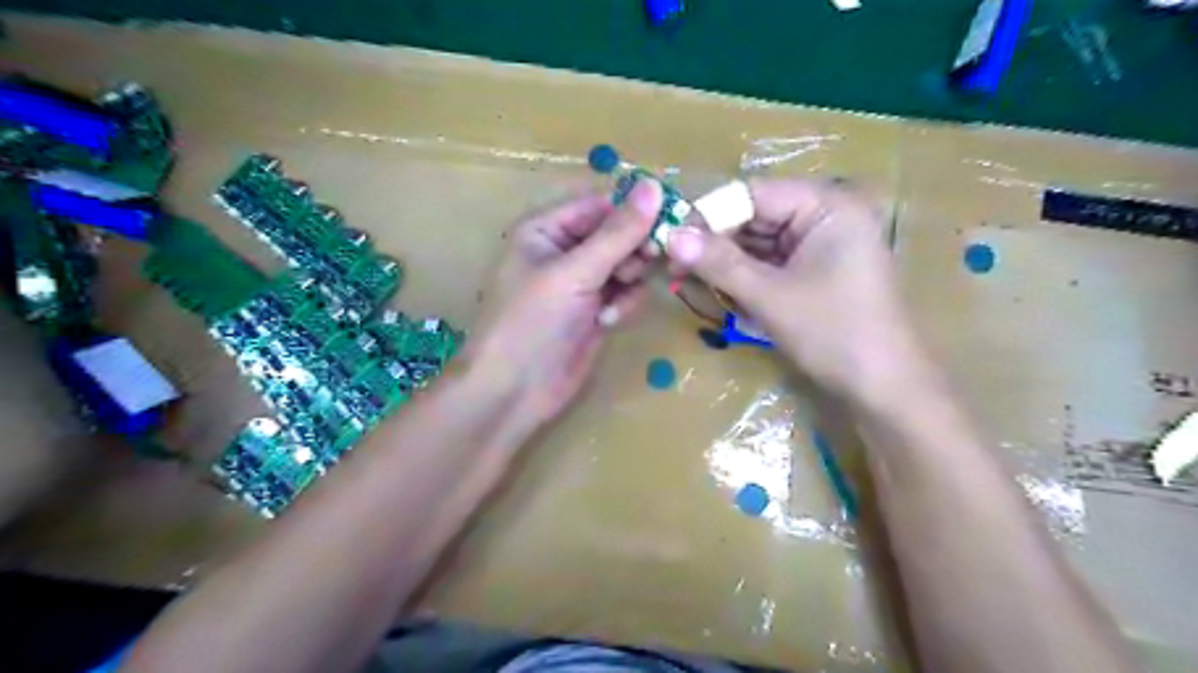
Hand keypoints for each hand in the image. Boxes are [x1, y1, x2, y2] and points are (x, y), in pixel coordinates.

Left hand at [465, 180, 664, 428]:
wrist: (514, 392)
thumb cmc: (531, 323)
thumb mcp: (574, 273)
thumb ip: (617, 233)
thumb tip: (655, 185)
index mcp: (547, 228)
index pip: (602, 203)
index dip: (636, 208)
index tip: (673, 217)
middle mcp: (566, 249)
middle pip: (619, 232)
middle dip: (635, 248)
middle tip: (647, 263)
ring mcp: (582, 282)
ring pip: (628, 263)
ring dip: (630, 280)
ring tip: (614, 301)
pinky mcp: (596, 310)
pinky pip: (626, 292)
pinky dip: (624, 303)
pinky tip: (608, 321)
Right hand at [671, 177, 918, 402]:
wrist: (884, 388)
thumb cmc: (834, 334)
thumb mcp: (770, 297)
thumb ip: (719, 263)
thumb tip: (669, 236)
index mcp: (827, 205)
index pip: (752, 194)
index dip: (708, 215)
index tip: (670, 240)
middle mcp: (826, 213)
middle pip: (755, 215)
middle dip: (715, 242)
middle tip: (673, 265)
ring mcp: (822, 242)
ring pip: (759, 241)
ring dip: (726, 261)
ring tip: (690, 281)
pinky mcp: (816, 268)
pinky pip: (771, 261)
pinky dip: (746, 276)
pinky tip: (722, 292)